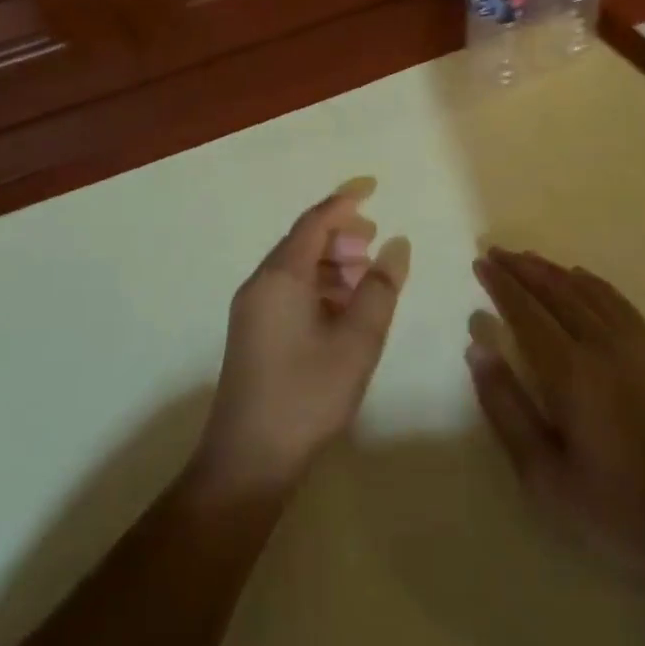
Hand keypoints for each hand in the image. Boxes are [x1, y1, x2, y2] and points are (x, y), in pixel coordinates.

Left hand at [194, 189, 411, 497]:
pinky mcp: (252, 332)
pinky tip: (343, 309)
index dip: (345, 200)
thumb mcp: (357, 341)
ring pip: (295, 268)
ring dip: (331, 263)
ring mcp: (252, 309)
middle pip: (302, 242)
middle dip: (340, 234)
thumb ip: (381, 289)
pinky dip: (318, 287)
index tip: (373, 185)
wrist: (248, 459)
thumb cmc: (307, 394)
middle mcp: (260, 283)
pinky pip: (288, 291)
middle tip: (375, 241)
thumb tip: (396, 245)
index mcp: (281, 276)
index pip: (314, 221)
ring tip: (366, 276)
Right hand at [466, 248, 644, 582]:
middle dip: (524, 269)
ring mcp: (639, 349)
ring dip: (555, 271)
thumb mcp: (545, 477)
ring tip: (530, 259)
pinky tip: (583, 279)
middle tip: (497, 252)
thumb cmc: (618, 513)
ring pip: (589, 292)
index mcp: (570, 374)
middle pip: (557, 292)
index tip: (481, 263)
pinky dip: (595, 284)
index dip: (501, 285)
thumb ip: (506, 409)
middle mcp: (603, 348)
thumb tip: (478, 350)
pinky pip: (621, 304)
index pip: (526, 313)